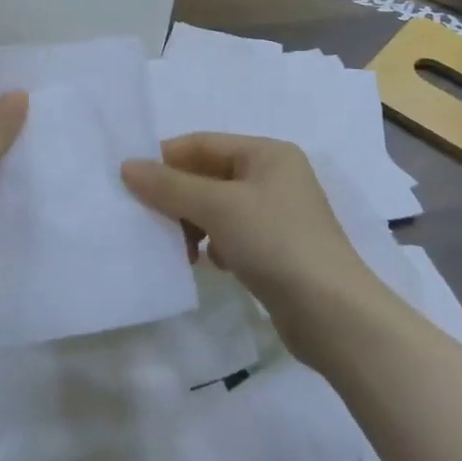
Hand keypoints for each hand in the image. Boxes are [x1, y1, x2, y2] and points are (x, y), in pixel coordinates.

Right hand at [121, 133, 378, 361]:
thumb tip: (127, 166)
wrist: (334, 316)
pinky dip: (215, 246)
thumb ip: (170, 186)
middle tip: (150, 221)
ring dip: (193, 224)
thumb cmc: (276, 243)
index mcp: (267, 154)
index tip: (131, 182)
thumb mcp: (218, 207)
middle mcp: (274, 177)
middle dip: (178, 197)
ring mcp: (278, 215)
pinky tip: (209, 264)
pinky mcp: (277, 250)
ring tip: (182, 250)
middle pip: (209, 176)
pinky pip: (231, 235)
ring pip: (218, 208)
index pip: (203, 144)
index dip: (166, 159)